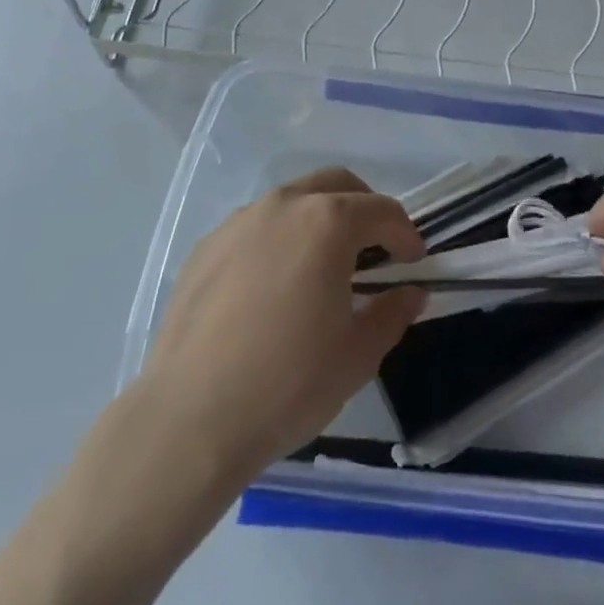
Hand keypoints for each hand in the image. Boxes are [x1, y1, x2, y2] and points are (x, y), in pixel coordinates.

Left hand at [133, 167, 426, 489]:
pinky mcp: (205, 247)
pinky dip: (279, 239)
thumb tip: (410, 293)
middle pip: (337, 184)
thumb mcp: (358, 354)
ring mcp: (239, 222)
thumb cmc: (288, 383)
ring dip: (319, 219)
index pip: (382, 211)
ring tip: (322, 266)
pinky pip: (256, 227)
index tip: (414, 262)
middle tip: (375, 248)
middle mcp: (284, 205)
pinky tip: (274, 285)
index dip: (406, 234)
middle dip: (364, 208)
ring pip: (293, 200)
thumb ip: (392, 313)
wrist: (189, 420)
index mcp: (328, 222)